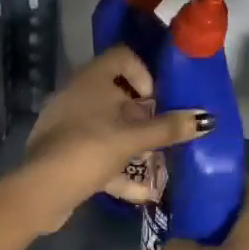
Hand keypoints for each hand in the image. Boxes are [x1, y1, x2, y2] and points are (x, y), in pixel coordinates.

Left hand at [19, 45, 208, 223]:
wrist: (41, 191)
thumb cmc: (90, 149)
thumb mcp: (134, 138)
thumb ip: (170, 128)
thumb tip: (207, 118)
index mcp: (92, 79)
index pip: (122, 56)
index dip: (143, 73)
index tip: (156, 99)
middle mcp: (77, 94)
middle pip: (116, 93)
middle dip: (142, 113)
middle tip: (160, 130)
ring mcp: (68, 123)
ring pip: (107, 124)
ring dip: (133, 142)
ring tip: (156, 160)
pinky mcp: (64, 151)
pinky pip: (97, 151)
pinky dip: (118, 168)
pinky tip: (142, 193)